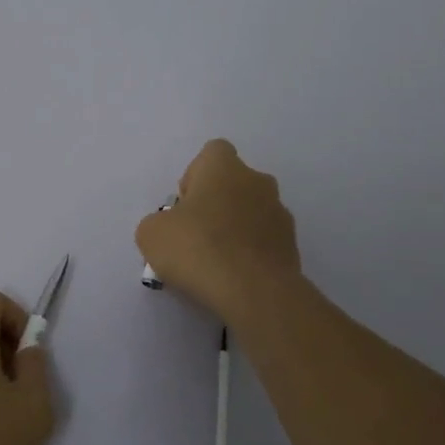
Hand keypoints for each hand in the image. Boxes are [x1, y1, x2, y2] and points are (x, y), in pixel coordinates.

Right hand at [136, 139, 301, 325]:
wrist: (254, 292)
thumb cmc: (198, 248)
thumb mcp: (151, 234)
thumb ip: (158, 222)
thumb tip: (171, 229)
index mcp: (224, 167)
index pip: (212, 152)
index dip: (195, 175)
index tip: (184, 205)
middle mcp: (258, 181)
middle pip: (234, 183)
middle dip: (217, 204)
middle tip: (196, 235)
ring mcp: (280, 214)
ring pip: (252, 213)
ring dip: (236, 229)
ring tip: (216, 263)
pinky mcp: (293, 247)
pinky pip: (265, 243)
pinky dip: (251, 254)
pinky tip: (235, 278)